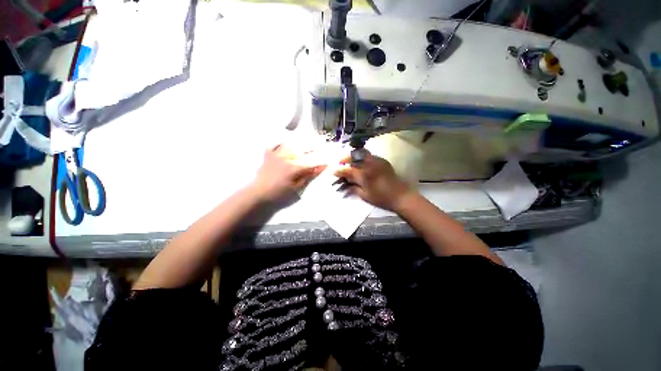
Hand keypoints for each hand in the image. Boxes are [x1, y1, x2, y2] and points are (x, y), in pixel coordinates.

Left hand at [250, 145, 324, 202]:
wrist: (259, 193)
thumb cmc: (279, 193)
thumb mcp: (296, 188)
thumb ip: (307, 177)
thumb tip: (318, 169)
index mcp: (294, 168)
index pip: (310, 163)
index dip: (320, 162)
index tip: (327, 162)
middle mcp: (286, 158)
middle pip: (302, 151)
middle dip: (313, 149)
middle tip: (320, 148)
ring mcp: (276, 155)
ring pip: (290, 144)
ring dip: (299, 142)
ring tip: (306, 141)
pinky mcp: (268, 155)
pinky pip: (275, 144)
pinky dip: (280, 142)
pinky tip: (285, 141)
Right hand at [334, 150, 413, 210]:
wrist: (400, 196)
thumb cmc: (381, 198)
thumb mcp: (365, 195)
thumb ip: (353, 187)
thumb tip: (345, 183)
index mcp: (364, 174)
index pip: (348, 170)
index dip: (339, 170)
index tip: (333, 171)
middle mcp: (370, 164)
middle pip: (354, 156)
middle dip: (345, 158)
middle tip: (340, 162)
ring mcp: (377, 161)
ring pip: (362, 153)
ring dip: (353, 156)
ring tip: (349, 161)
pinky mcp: (383, 161)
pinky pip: (370, 155)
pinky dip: (362, 157)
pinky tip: (361, 163)